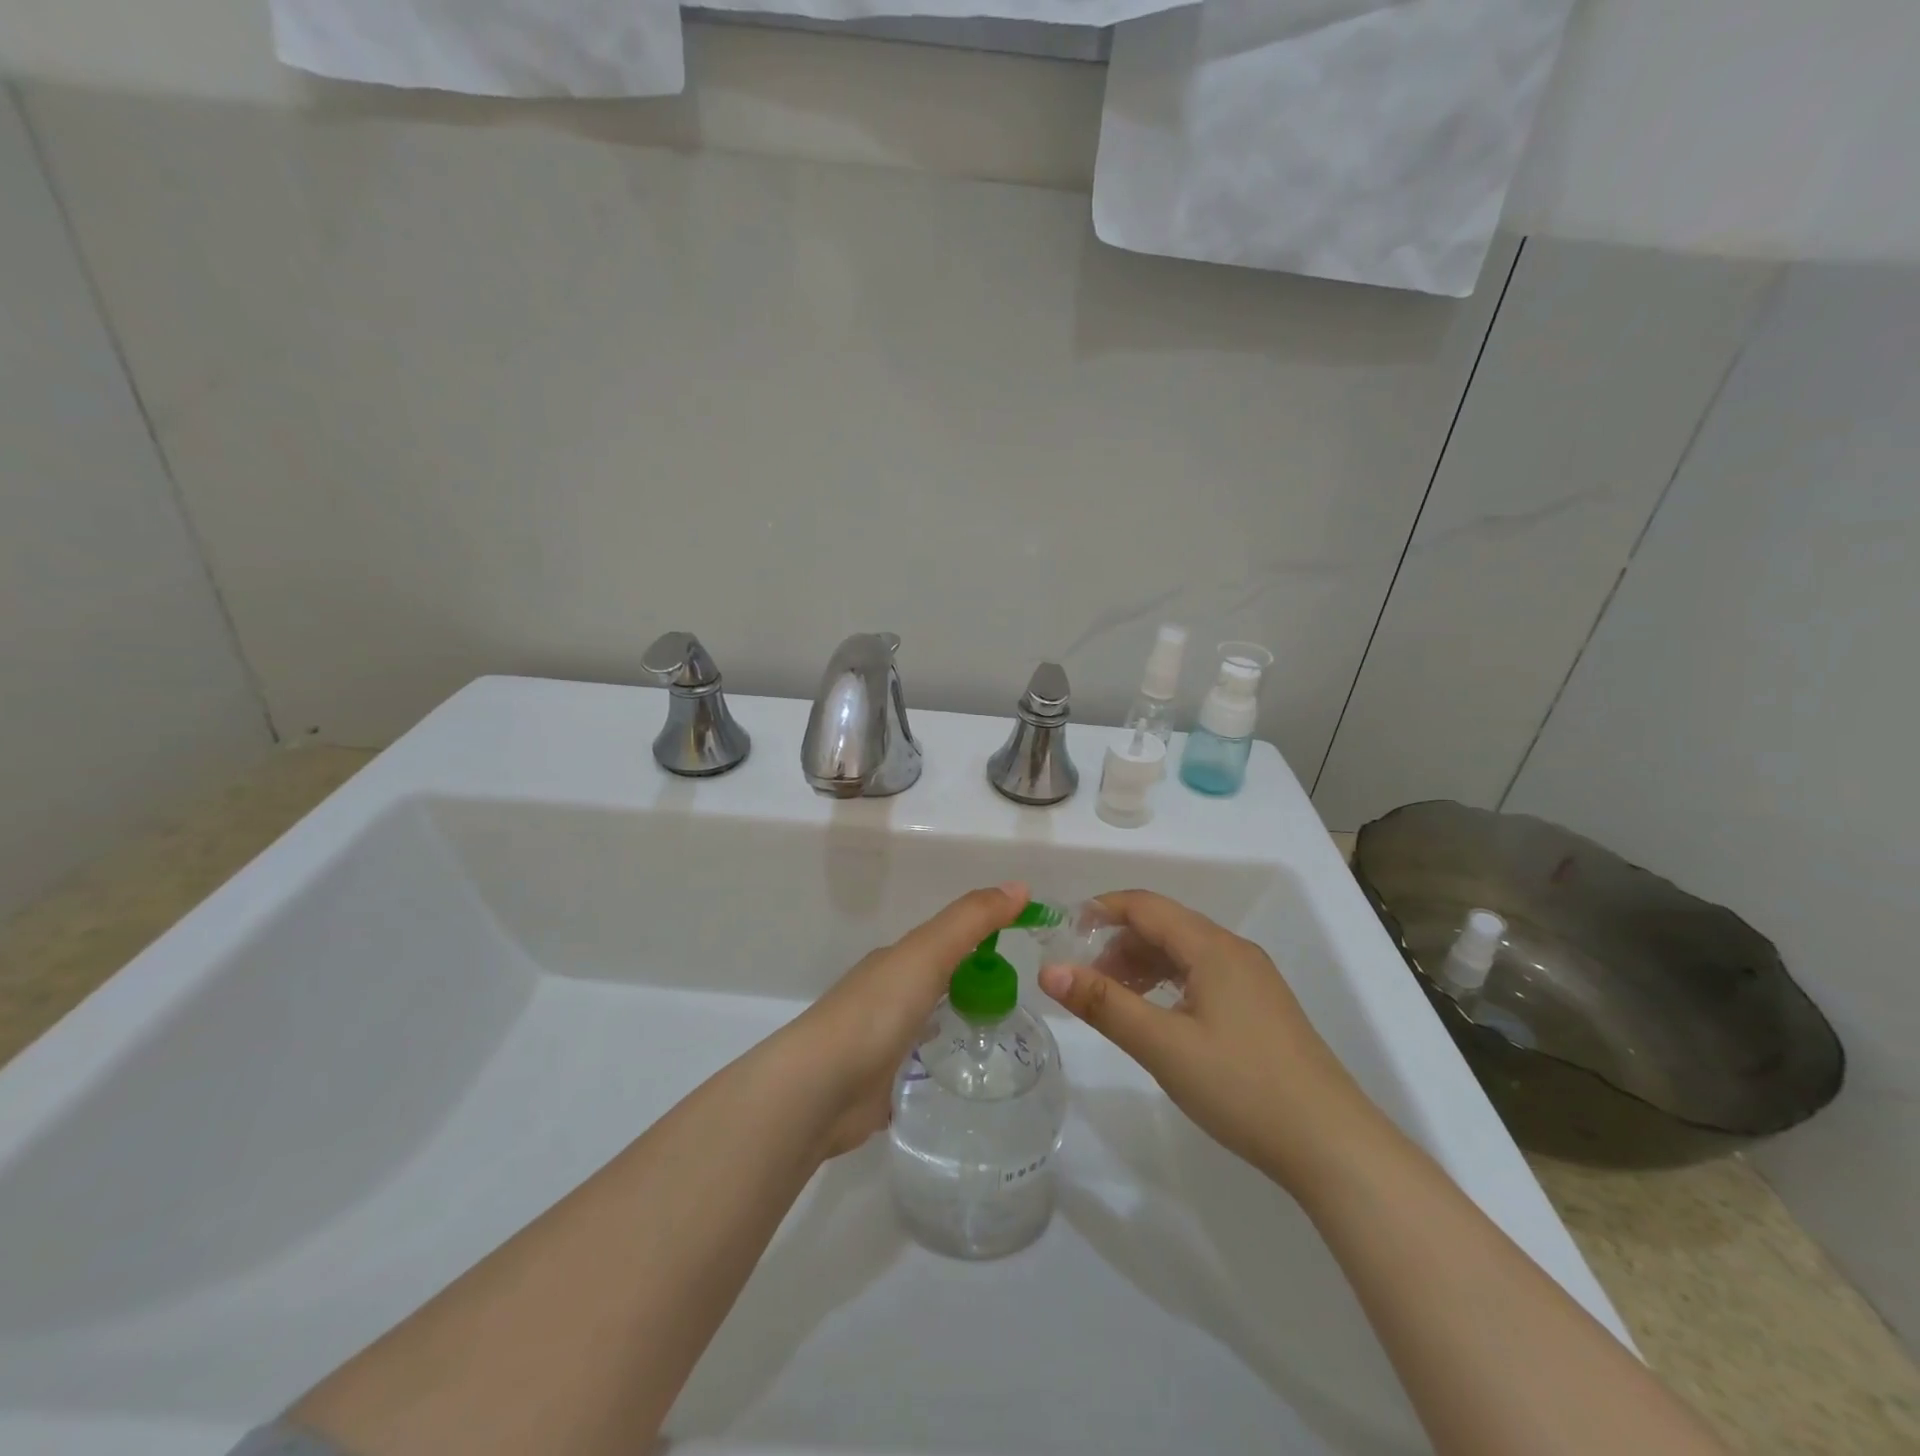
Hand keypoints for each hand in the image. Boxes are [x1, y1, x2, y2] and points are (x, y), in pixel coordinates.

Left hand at [792, 882, 1028, 1156]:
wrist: (819, 1089)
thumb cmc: (876, 1011)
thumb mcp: (928, 953)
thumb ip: (971, 921)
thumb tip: (1020, 887)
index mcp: (894, 962)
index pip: (943, 941)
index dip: (980, 939)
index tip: (1019, 948)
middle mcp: (884, 996)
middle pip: (933, 980)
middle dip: (967, 981)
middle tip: (1016, 997)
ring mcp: (878, 1042)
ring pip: (924, 1022)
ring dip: (951, 1020)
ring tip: (997, 1036)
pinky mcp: (878, 1085)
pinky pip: (916, 1065)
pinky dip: (937, 1063)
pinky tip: (959, 1075)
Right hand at [1038, 890, 1382, 1190]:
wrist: (1332, 1145)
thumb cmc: (1241, 1086)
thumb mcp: (1162, 1045)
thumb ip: (1104, 1004)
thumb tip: (1049, 971)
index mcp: (1213, 948)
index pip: (1146, 906)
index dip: (1101, 909)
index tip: (1064, 931)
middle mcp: (1234, 951)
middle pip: (1165, 926)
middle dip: (1118, 941)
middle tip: (1084, 977)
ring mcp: (1253, 980)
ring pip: (1185, 952)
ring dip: (1142, 964)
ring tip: (1113, 998)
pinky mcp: (1261, 1008)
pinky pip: (1203, 975)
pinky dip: (1169, 983)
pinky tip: (1157, 1015)